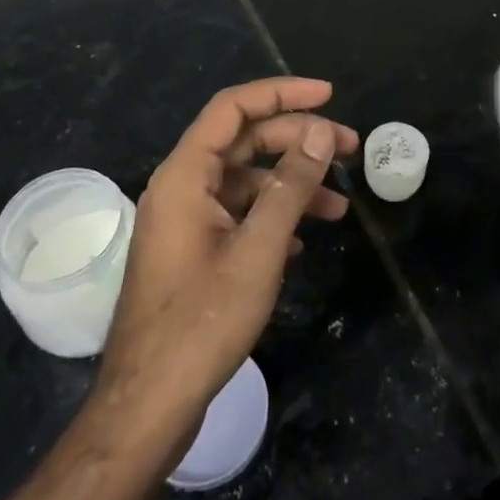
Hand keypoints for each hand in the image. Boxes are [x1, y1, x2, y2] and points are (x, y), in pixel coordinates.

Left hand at [90, 78, 356, 445]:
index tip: (329, 95)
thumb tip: (321, 131)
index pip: (233, 108)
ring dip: (292, 185)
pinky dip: (273, 216)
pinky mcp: (193, 251)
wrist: (149, 406)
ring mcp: (185, 222)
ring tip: (339, 208)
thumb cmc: (202, 322)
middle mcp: (181, 188)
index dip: (281, 93)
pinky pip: (238, 214)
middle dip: (298, 140)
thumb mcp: (258, 249)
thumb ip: (291, 185)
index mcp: (184, 175)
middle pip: (244, 141)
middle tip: (350, 150)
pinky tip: (303, 241)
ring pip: (245, 181)